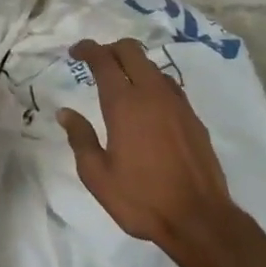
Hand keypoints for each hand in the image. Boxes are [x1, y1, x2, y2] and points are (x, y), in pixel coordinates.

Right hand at [58, 38, 240, 266]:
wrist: (199, 218)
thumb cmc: (141, 199)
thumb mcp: (97, 175)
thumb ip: (80, 138)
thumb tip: (66, 112)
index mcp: (124, 104)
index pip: (104, 60)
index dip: (88, 49)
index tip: (75, 51)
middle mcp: (152, 94)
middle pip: (131, 51)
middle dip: (111, 49)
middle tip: (96, 62)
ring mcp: (177, 103)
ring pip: (152, 66)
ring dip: (133, 65)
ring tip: (120, 83)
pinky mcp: (193, 117)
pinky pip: (169, 85)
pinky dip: (152, 82)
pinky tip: (147, 104)